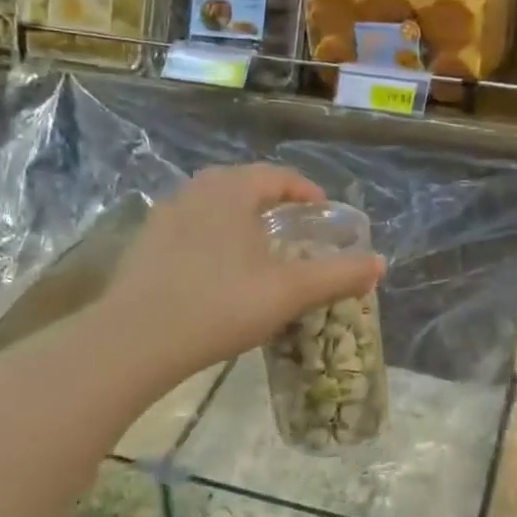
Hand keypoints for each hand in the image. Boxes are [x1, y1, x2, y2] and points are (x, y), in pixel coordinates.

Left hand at [99, 164, 383, 384]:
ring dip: (241, 222)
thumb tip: (380, 263)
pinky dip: (214, 240)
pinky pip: (191, 230)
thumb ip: (338, 274)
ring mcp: (164, 216)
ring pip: (214, 207)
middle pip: (244, 186)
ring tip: (259, 251)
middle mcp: (195, 190)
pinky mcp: (144, 245)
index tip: (324, 213)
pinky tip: (218, 273)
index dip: (307, 191)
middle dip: (274, 204)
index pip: (278, 176)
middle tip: (295, 230)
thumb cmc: (221, 304)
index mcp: (231, 189)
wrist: (136, 340)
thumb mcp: (290, 291)